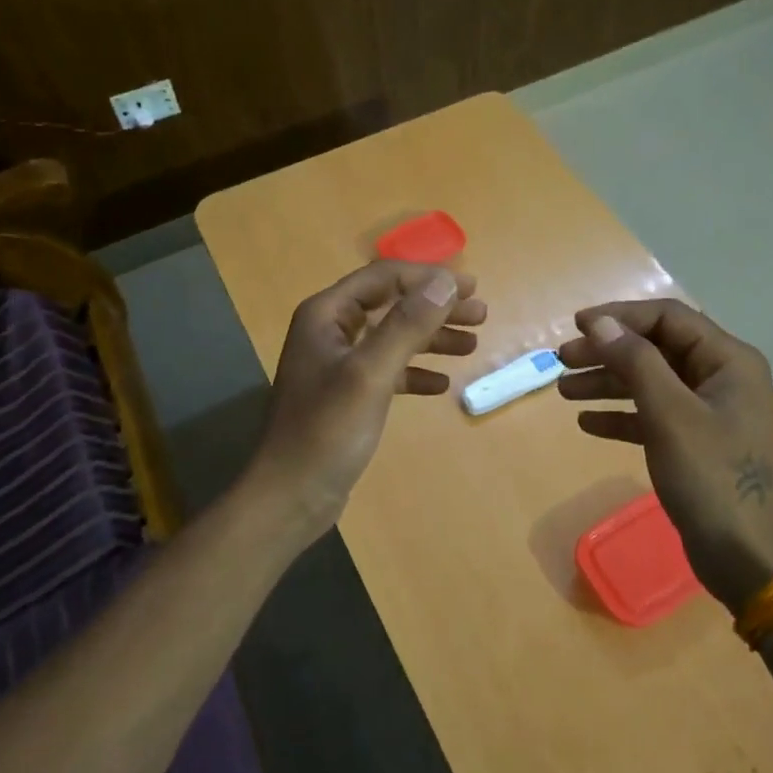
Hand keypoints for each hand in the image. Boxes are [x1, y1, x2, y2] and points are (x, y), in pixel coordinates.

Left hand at [250, 261, 486, 538]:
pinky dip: (415, 373)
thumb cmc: (327, 430)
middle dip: (436, 308)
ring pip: (392, 338)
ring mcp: (337, 364)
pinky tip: (441, 384)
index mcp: (326, 315)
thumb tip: (446, 282)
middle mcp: (330, 331)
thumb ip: (407, 325)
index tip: (471, 287)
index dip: (428, 278)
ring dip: (431, 338)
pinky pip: (388, 371)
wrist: (291, 495)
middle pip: (391, 305)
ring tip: (472, 345)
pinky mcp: (347, 395)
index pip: (383, 278)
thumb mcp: (371, 373)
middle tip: (481, 315)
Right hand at [557, 300, 772, 614]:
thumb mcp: (669, 414)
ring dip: (607, 383)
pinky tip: (587, 423)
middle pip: (655, 349)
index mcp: (728, 360)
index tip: (577, 326)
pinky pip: (652, 416)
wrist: (746, 556)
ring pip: (650, 382)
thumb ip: (635, 361)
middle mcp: (720, 378)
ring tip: (564, 391)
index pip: (668, 318)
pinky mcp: (695, 443)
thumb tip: (600, 323)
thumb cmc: (711, 477)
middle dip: (608, 352)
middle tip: (562, 360)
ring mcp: (708, 412)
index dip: (620, 316)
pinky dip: (621, 416)